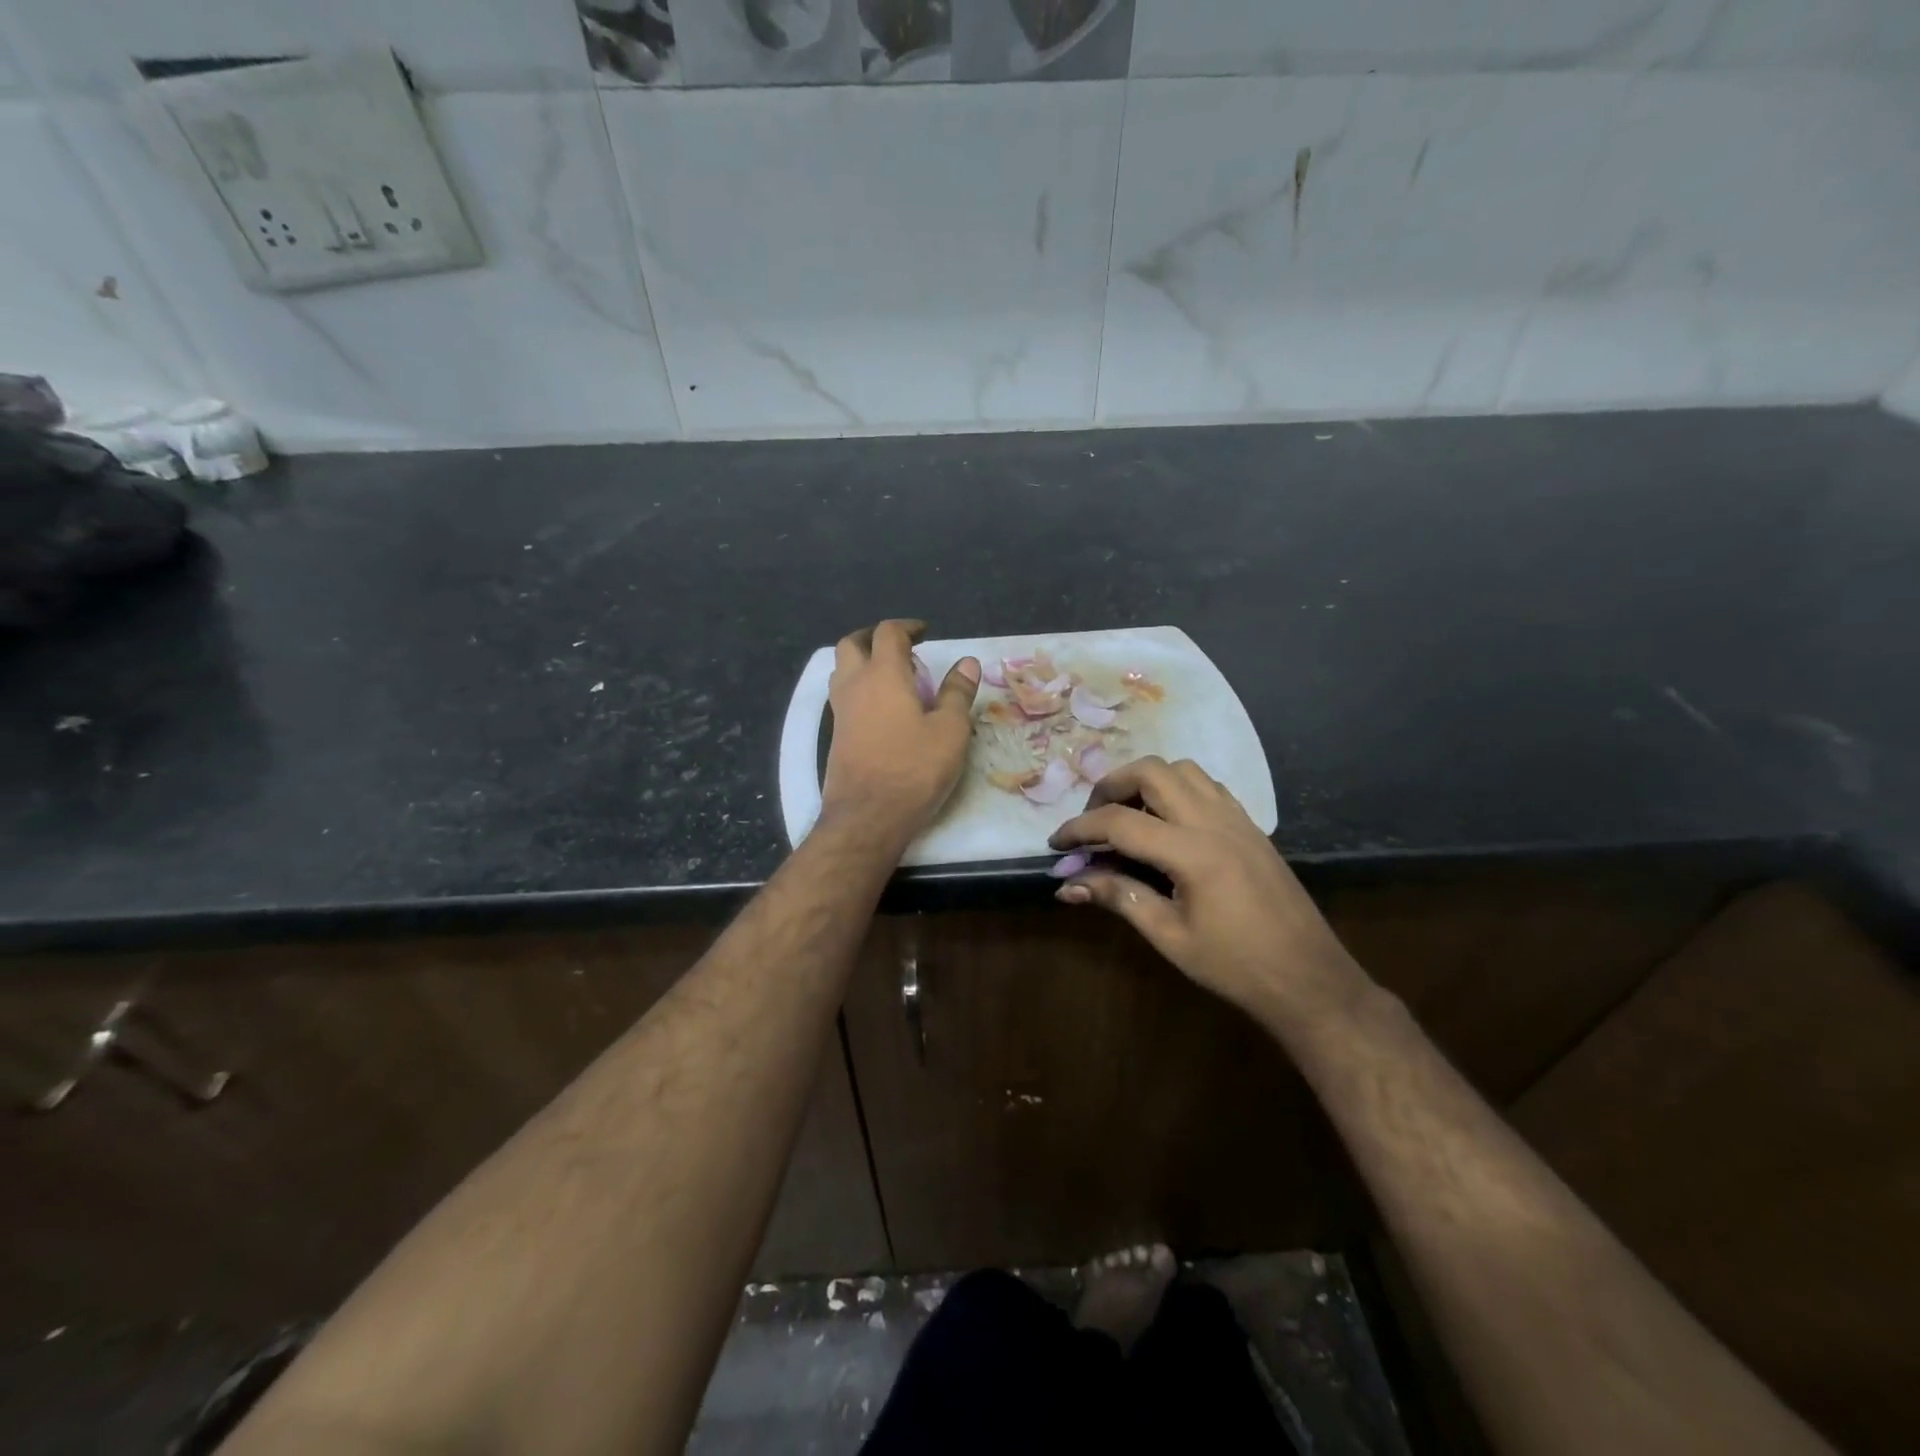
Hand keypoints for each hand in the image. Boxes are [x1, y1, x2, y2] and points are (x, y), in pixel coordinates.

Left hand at [820, 620, 979, 844]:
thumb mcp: (949, 731)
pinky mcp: (836, 734)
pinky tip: (882, 709)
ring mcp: (840, 711)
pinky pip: (843, 696)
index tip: (924, 634)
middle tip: (901, 649)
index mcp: (883, 675)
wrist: (867, 816)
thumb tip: (966, 662)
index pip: (888, 633)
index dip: (907, 628)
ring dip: (862, 662)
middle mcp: (855, 685)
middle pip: (852, 644)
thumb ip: (957, 693)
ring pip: (842, 670)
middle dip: (874, 638)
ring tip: (892, 676)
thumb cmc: (914, 769)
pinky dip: (859, 688)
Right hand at [1049, 757, 1364, 1024]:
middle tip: (1092, 821)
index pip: (1120, 822)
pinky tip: (1167, 824)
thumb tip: (1067, 885)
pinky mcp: (1251, 827)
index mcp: (1192, 851)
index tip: (1056, 844)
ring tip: (1127, 817)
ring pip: (1182, 770)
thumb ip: (1118, 898)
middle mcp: (1214, 821)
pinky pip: (1207, 786)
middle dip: (1110, 786)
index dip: (1080, 829)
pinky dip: (1176, 790)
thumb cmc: (1236, 967)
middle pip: (1151, 771)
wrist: (1310, 980)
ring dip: (1145, 782)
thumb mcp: (1170, 936)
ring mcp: (1237, 819)